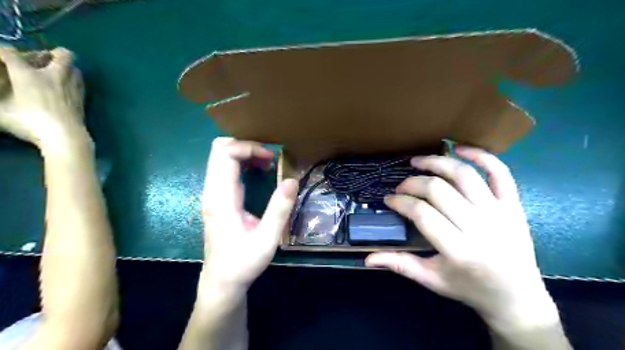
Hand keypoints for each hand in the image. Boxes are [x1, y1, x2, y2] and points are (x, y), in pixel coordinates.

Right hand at [0, 46, 84, 148]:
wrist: (65, 135)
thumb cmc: (29, 122)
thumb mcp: (0, 109)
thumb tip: (3, 92)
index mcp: (27, 74)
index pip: (9, 52)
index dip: (1, 51)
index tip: (0, 58)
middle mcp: (54, 76)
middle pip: (62, 54)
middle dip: (52, 53)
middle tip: (41, 61)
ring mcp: (73, 86)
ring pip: (76, 68)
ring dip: (66, 67)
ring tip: (55, 75)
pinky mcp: (83, 98)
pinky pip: (80, 82)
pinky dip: (72, 80)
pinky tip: (64, 88)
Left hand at [200, 139, 296, 293]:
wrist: (222, 281)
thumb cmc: (243, 262)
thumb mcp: (267, 239)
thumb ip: (279, 209)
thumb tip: (292, 180)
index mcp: (221, 198)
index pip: (225, 154)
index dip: (249, 148)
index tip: (271, 157)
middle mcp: (212, 191)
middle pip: (219, 150)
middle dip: (246, 146)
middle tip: (269, 156)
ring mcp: (213, 194)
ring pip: (220, 157)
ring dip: (244, 153)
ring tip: (267, 163)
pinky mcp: (217, 198)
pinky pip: (225, 168)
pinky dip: (242, 162)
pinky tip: (259, 172)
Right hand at [368, 146, 555, 331]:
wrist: (518, 297)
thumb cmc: (469, 288)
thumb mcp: (432, 280)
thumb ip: (400, 265)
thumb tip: (368, 258)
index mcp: (457, 250)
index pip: (421, 213)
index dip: (400, 202)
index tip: (389, 200)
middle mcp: (479, 227)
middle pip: (438, 190)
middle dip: (412, 183)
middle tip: (401, 187)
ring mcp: (499, 213)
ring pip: (464, 175)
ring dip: (437, 162)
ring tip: (419, 162)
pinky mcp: (514, 205)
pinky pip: (500, 173)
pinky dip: (481, 156)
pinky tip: (459, 148)